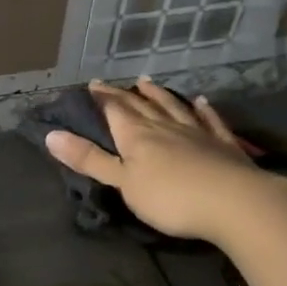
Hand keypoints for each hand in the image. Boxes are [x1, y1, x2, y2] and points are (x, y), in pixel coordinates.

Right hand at [45, 80, 283, 244]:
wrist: (234, 202)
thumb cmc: (170, 197)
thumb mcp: (122, 182)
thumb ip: (90, 160)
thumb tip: (52, 135)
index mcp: (137, 135)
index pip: (115, 110)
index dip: (102, 98)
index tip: (91, 86)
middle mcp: (165, 126)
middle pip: (141, 106)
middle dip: (123, 95)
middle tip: (110, 83)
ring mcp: (197, 132)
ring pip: (173, 107)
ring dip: (158, 95)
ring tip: (147, 83)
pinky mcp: (223, 145)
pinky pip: (209, 120)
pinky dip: (203, 109)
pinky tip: (201, 101)